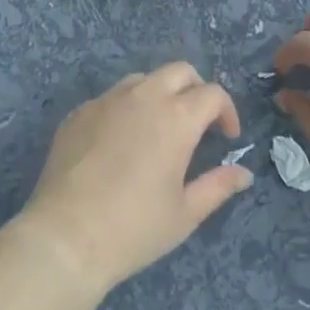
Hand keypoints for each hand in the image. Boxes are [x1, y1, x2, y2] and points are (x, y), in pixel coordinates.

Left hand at [16, 62, 252, 294]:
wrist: (65, 238)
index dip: (226, 111)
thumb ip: (218, 187)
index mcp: (176, 117)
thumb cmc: (134, 228)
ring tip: (158, 130)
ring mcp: (108, 100)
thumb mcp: (185, 214)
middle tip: (197, 124)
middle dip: (196, 90)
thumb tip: (244, 174)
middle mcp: (144, 96)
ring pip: (143, 79)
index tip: (227, 137)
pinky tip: (119, 144)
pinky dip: (125, 110)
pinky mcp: (79, 112)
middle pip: (180, 71)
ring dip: (160, 94)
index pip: (212, 94)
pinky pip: (111, 98)